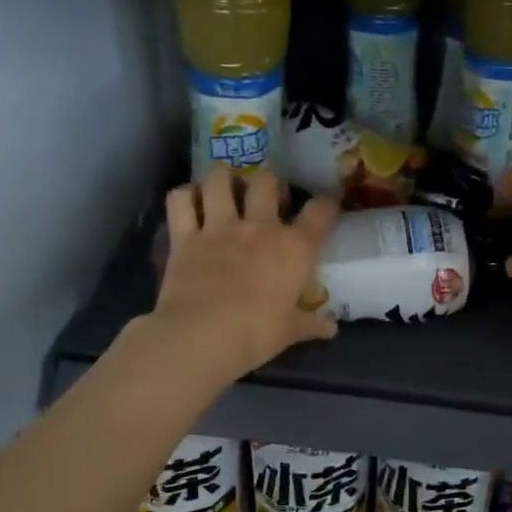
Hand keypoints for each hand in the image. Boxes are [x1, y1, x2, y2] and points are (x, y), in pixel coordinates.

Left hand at [148, 166, 340, 380]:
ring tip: (225, 183)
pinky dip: (184, 195)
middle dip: (269, 182)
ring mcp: (219, 227)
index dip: (328, 202)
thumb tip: (331, 329)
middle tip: (267, 194)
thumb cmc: (256, 334)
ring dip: (224, 176)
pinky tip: (189, 199)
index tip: (329, 200)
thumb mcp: (290, 331)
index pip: (320, 213)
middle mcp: (259, 227)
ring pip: (220, 179)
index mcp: (294, 248)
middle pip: (267, 182)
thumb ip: (311, 324)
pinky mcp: (184, 236)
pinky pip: (180, 200)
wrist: (203, 336)